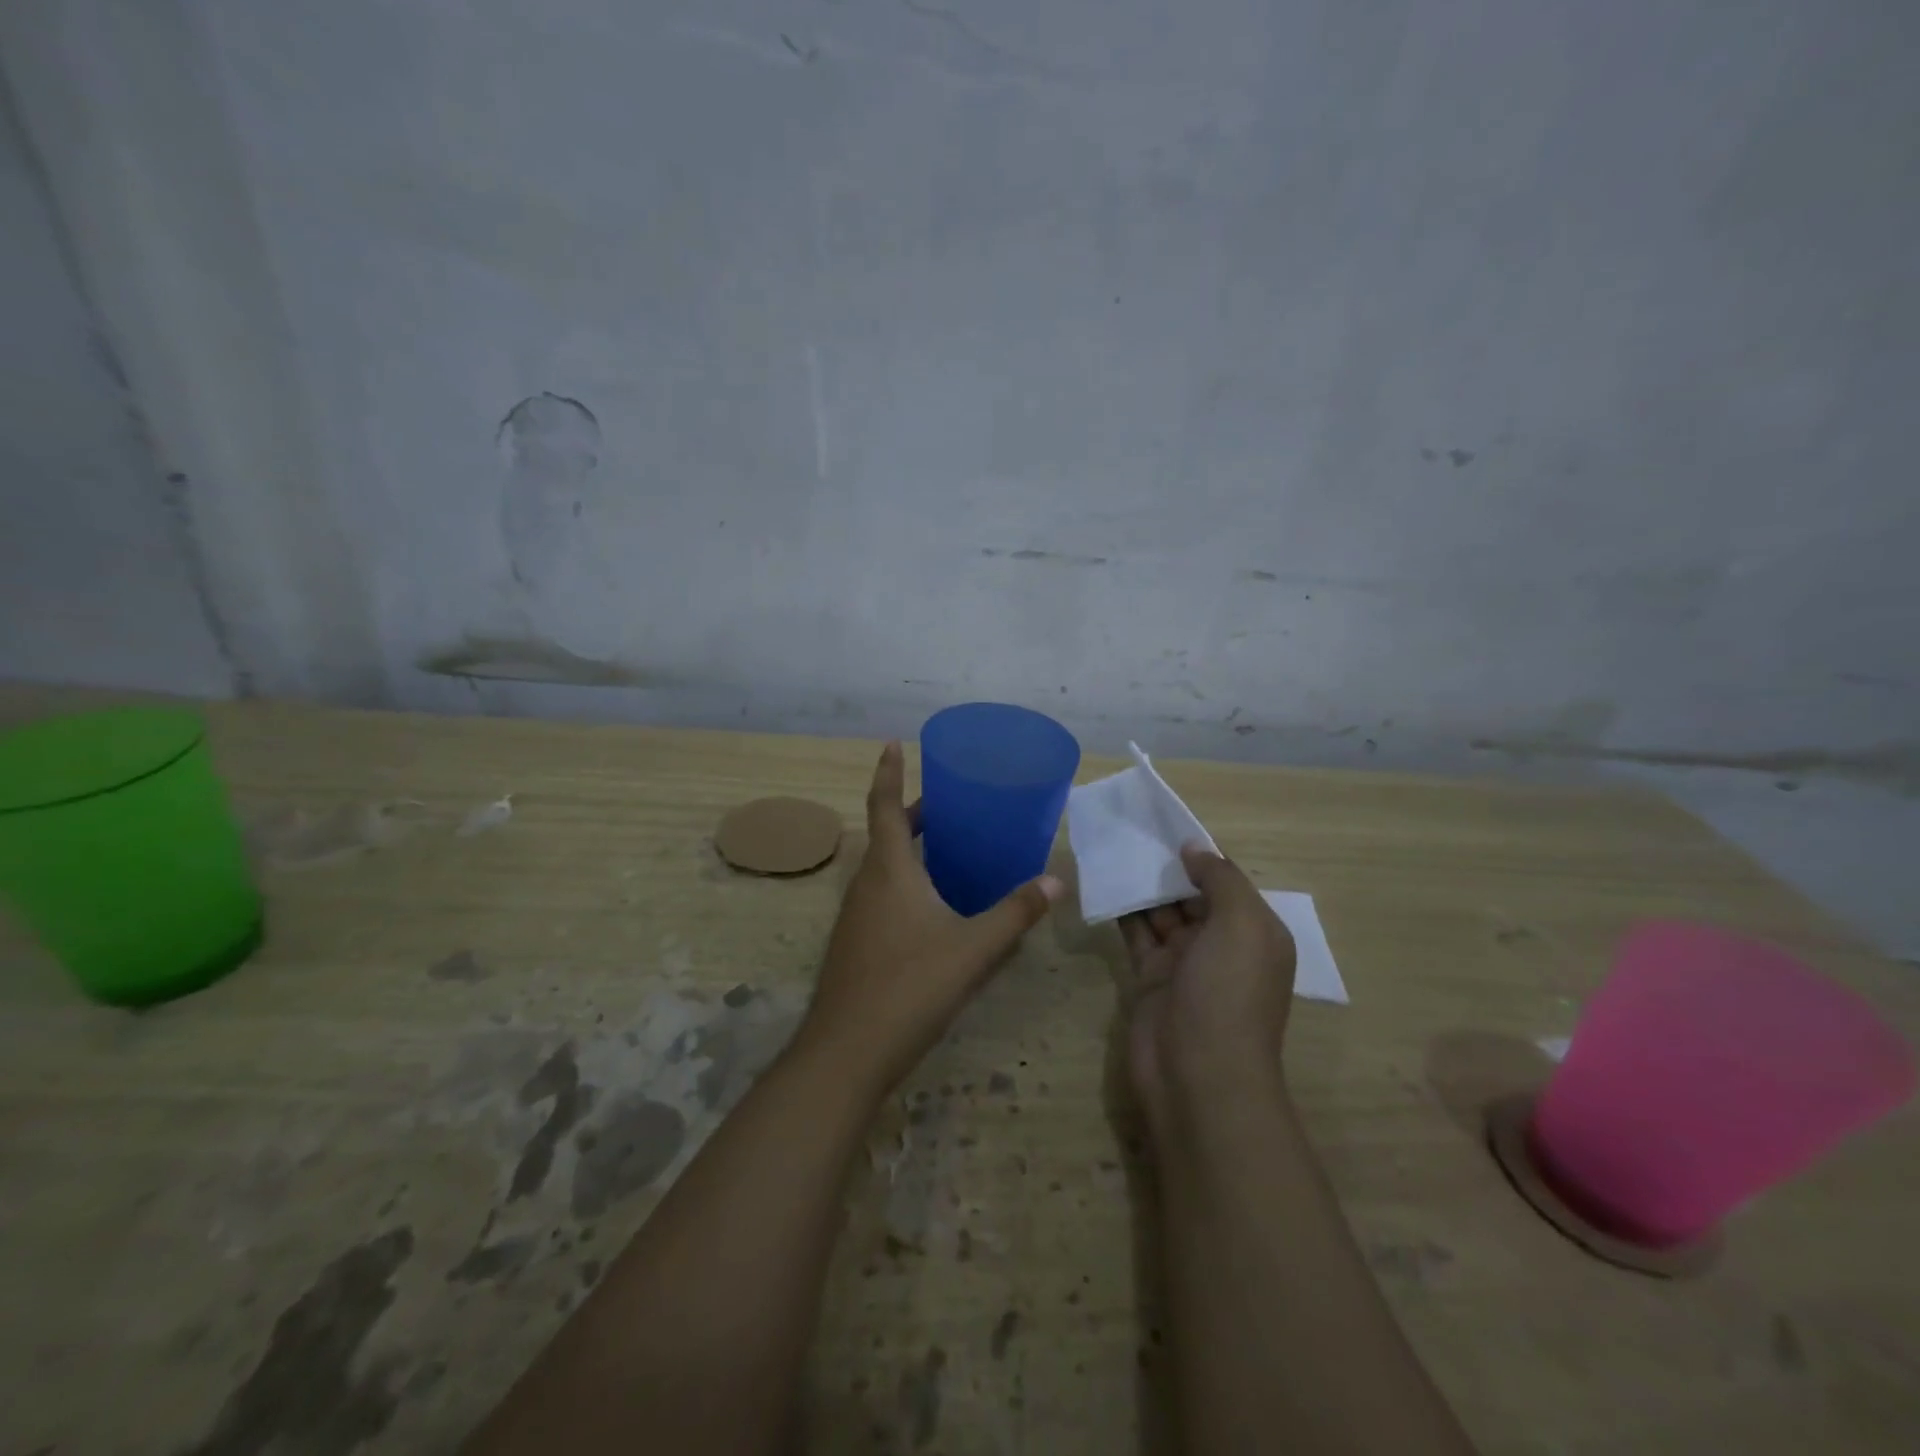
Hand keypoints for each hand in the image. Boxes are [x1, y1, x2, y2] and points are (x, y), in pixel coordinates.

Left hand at [795, 742, 1061, 1096]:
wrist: (846, 1052)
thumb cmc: (909, 986)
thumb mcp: (972, 948)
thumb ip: (1015, 913)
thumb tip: (1056, 881)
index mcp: (889, 870)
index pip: (884, 805)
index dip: (887, 771)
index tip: (890, 743)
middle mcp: (867, 883)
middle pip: (887, 833)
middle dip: (914, 812)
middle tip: (951, 802)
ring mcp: (856, 915)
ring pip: (884, 866)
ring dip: (910, 848)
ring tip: (949, 847)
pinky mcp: (856, 942)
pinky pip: (882, 893)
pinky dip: (906, 880)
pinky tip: (934, 905)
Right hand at [1121, 845, 1297, 1132]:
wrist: (1197, 1075)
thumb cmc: (1228, 993)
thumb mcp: (1242, 925)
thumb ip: (1220, 879)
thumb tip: (1194, 848)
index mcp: (1254, 931)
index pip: (1227, 882)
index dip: (1200, 855)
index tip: (1165, 825)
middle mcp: (1221, 944)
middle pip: (1192, 894)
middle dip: (1167, 867)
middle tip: (1130, 831)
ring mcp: (1184, 962)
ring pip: (1161, 912)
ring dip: (1141, 885)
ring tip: (1113, 849)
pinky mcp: (1150, 977)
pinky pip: (1136, 934)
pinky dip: (1122, 911)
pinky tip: (1104, 884)